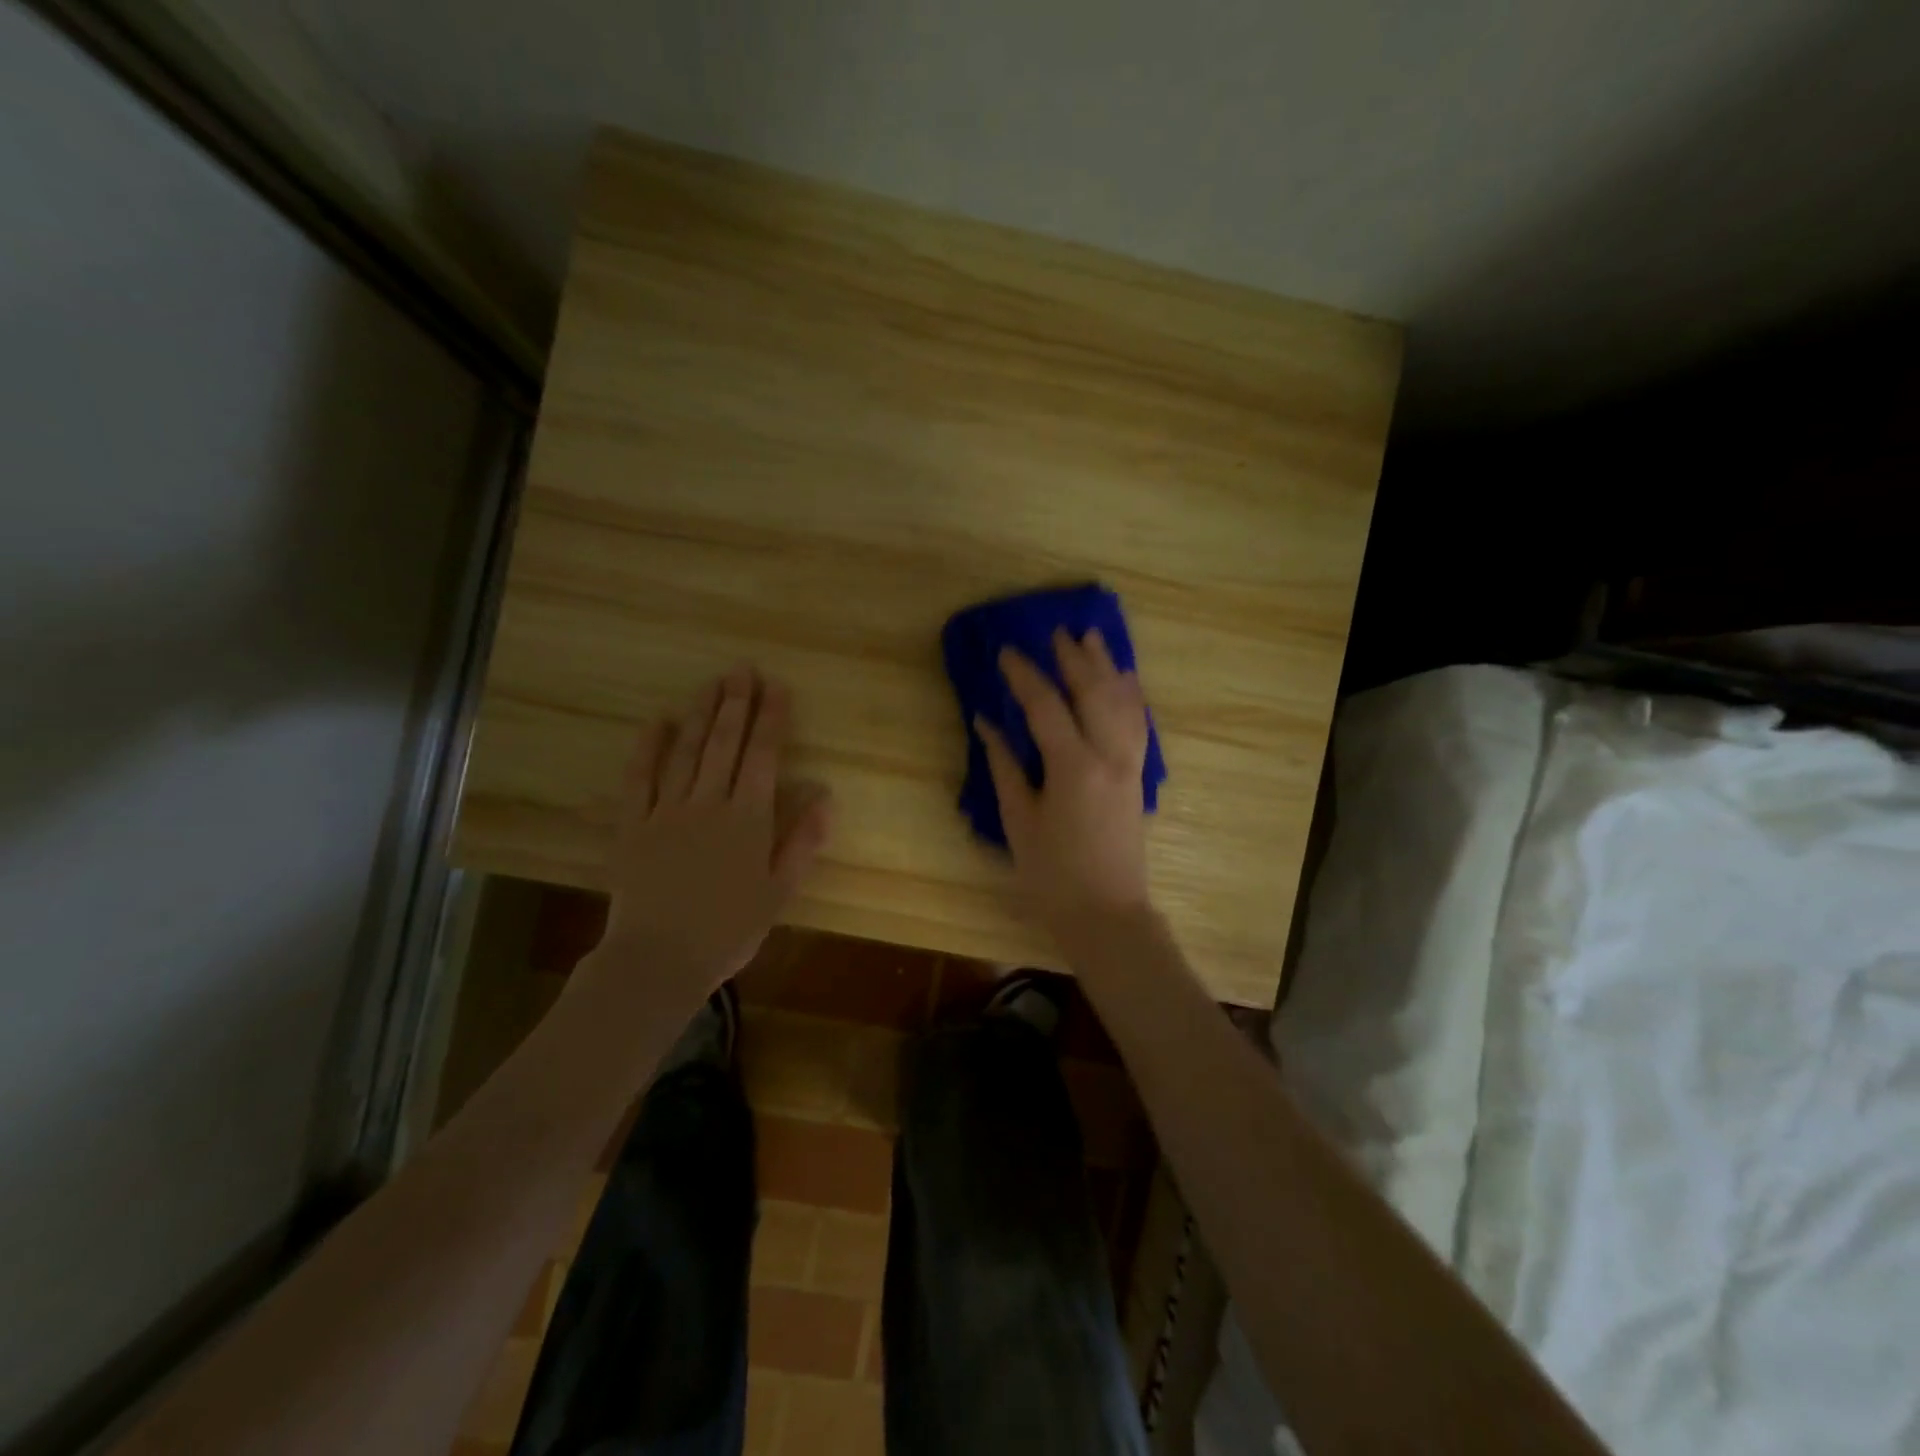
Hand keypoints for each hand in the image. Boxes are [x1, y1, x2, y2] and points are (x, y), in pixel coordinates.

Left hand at [599, 667, 832, 991]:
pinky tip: (657, 721)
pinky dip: (648, 747)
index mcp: (749, 818)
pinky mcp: (633, 824)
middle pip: (725, 743)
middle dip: (736, 703)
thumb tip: (826, 795)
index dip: (772, 719)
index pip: (764, 756)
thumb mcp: (780, 891)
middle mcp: (709, 802)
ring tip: (712, 683)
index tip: (778, 687)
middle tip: (742, 669)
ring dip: (700, 714)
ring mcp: (667, 810)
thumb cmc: (729, 929)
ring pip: (687, 751)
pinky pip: (639, 777)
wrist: (659, 959)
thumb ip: (803, 841)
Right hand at [974, 628, 1154, 942]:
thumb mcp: (1019, 822)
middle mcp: (1108, 756)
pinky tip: (1125, 681)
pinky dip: (1130, 696)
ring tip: (1092, 639)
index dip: (1024, 676)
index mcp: (1073, 767)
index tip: (1006, 652)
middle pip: (1094, 692)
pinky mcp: (1138, 777)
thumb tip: (986, 724)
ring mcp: (1130, 766)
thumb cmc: (1052, 876)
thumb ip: (1004, 767)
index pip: (1046, 706)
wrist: (1107, 914)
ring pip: (1123, 702)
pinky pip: (1138, 724)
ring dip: (1107, 667)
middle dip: (1074, 659)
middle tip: (1055, 633)